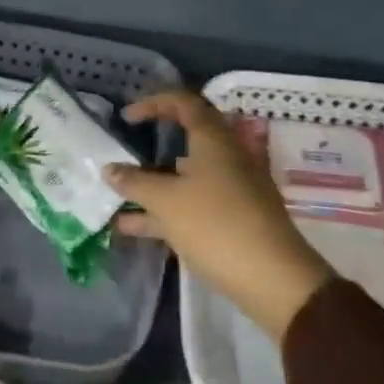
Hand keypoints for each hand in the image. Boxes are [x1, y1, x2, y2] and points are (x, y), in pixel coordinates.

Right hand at [106, 90, 334, 341]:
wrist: (274, 280)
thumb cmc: (216, 225)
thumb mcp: (166, 201)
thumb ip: (135, 183)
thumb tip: (109, 169)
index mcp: (214, 140)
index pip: (184, 103)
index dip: (154, 103)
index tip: (127, 117)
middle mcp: (226, 158)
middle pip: (187, 140)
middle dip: (153, 145)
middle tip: (126, 151)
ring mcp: (233, 189)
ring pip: (187, 177)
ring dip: (153, 184)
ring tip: (117, 196)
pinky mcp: (234, 219)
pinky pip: (193, 204)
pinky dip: (165, 211)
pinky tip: (133, 228)